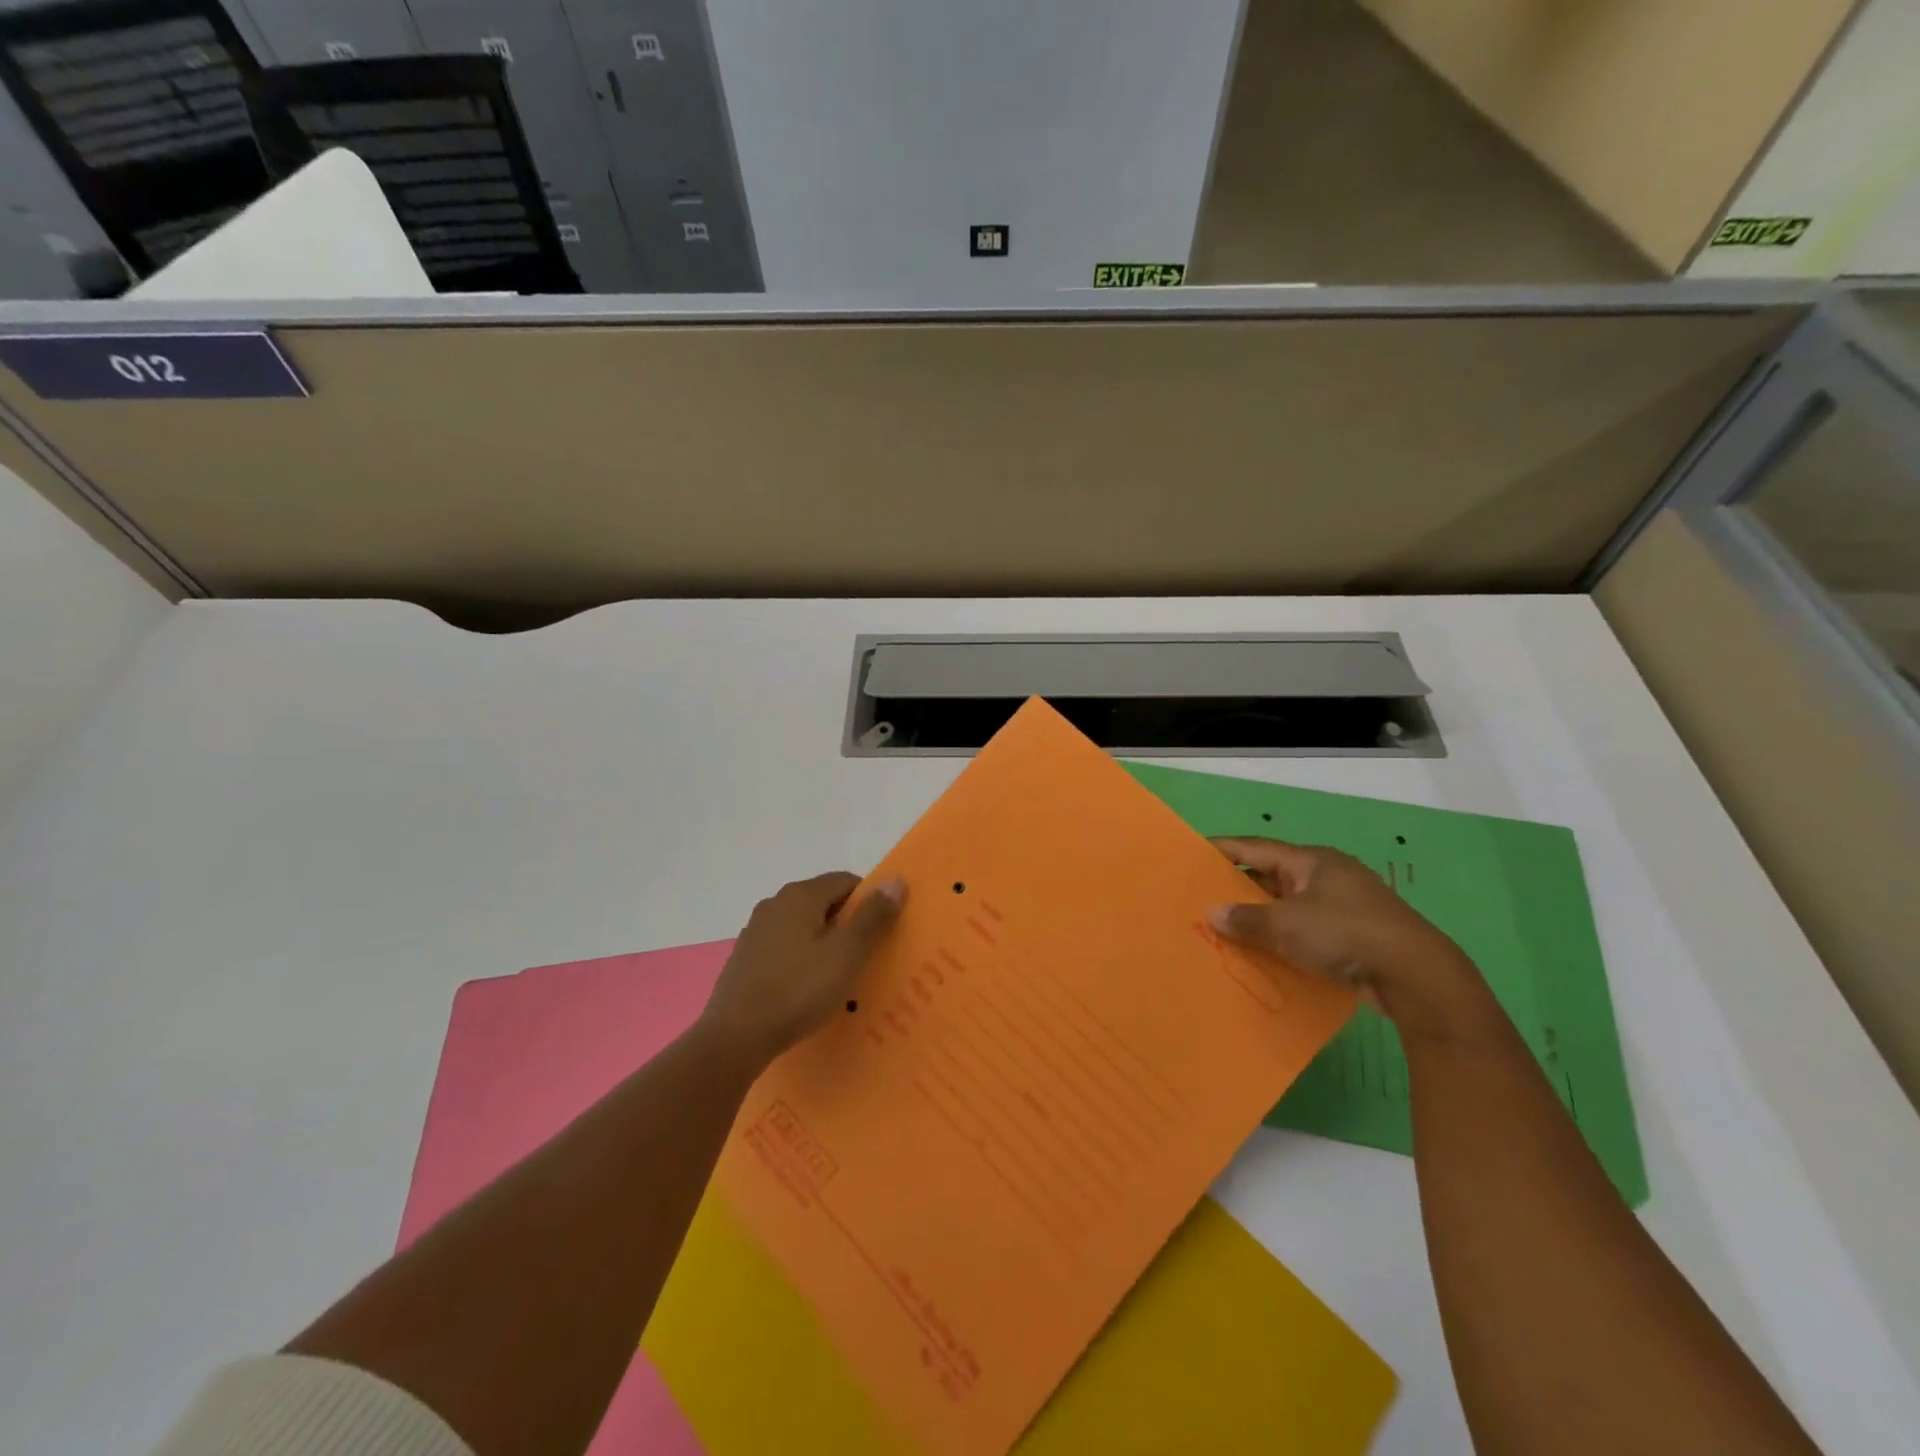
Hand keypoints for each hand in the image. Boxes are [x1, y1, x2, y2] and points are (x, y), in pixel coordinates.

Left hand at [701, 872, 905, 1065]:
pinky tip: (807, 988)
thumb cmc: (798, 990)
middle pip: (824, 902)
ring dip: (824, 943)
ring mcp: (756, 931)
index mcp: (800, 895)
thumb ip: (873, 916)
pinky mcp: (745, 958)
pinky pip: (785, 948)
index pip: (846, 881)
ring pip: (804, 926)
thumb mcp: (846, 953)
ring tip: (839, 976)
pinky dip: (802, 959)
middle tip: (866, 956)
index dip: (870, 901)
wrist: (735, 1037)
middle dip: (848, 923)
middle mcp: (775, 903)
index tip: (883, 931)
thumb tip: (895, 880)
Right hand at [1207, 837, 1498, 1043]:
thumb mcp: (1286, 926)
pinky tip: (1267, 953)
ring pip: (1291, 905)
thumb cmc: (1344, 934)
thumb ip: (1247, 919)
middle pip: (1273, 875)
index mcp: (1312, 861)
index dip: (1224, 849)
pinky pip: (1308, 929)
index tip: (1194, 853)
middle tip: (1205, 897)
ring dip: (1263, 915)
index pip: (1256, 848)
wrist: (1416, 976)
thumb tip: (1214, 913)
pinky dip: (1285, 937)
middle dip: (1240, 887)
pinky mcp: (1356, 934)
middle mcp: (1328, 875)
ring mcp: (1345, 905)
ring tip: (1229, 927)